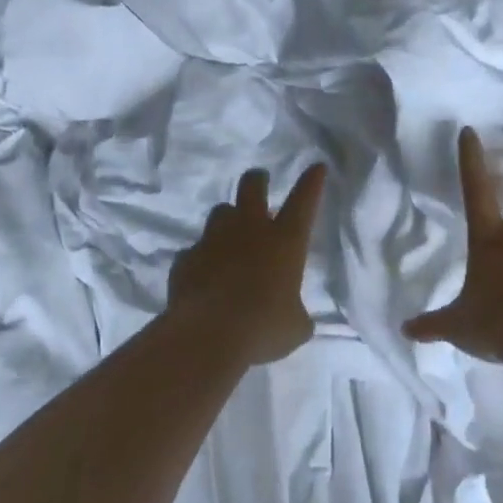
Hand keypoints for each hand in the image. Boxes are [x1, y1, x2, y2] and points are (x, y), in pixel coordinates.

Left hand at [168, 163, 327, 363]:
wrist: (207, 335)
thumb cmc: (264, 327)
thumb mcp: (295, 327)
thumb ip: (296, 313)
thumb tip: (295, 317)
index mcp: (285, 242)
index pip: (303, 201)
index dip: (311, 183)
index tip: (316, 167)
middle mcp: (249, 231)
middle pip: (252, 187)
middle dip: (257, 180)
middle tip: (259, 182)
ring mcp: (214, 241)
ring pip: (220, 212)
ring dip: (228, 219)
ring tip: (230, 235)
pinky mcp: (186, 259)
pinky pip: (196, 250)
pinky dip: (202, 258)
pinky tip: (204, 275)